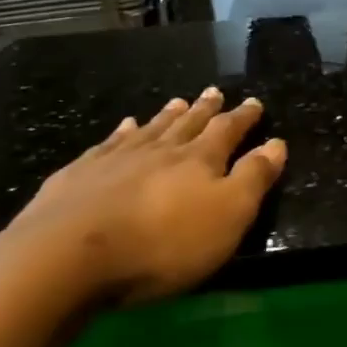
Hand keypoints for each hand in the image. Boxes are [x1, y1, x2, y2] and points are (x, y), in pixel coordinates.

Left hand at [0, 88, 286, 310]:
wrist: (69, 255)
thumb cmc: (163, 243)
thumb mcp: (228, 216)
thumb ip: (254, 178)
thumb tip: (276, 143)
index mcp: (199, 161)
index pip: (228, 131)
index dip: (243, 118)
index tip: (254, 102)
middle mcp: (160, 150)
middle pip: (188, 124)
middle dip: (205, 109)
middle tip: (214, 91)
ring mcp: (116, 159)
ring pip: (150, 129)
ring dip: (167, 115)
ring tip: (178, 101)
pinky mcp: (79, 175)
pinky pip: (108, 144)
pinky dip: (121, 132)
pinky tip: (124, 126)